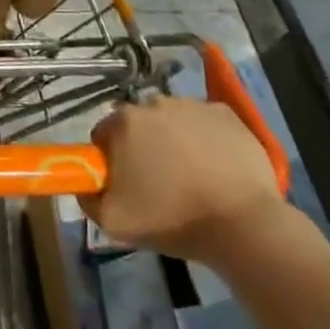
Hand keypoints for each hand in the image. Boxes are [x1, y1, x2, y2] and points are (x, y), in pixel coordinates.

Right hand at [79, 95, 288, 267]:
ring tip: (191, 177)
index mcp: (123, 122)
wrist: (242, 225)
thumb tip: (87, 185)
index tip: (124, 184)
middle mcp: (155, 103)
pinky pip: (205, 123)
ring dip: (173, 140)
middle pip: (139, 124)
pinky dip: (205, 139)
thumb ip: (89, 198)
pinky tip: (215, 167)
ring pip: (172, 121)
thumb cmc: (172, 220)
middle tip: (157, 183)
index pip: (103, 135)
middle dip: (142, 147)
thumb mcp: (112, 222)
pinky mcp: (227, 115)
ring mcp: (193, 106)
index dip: (110, 160)